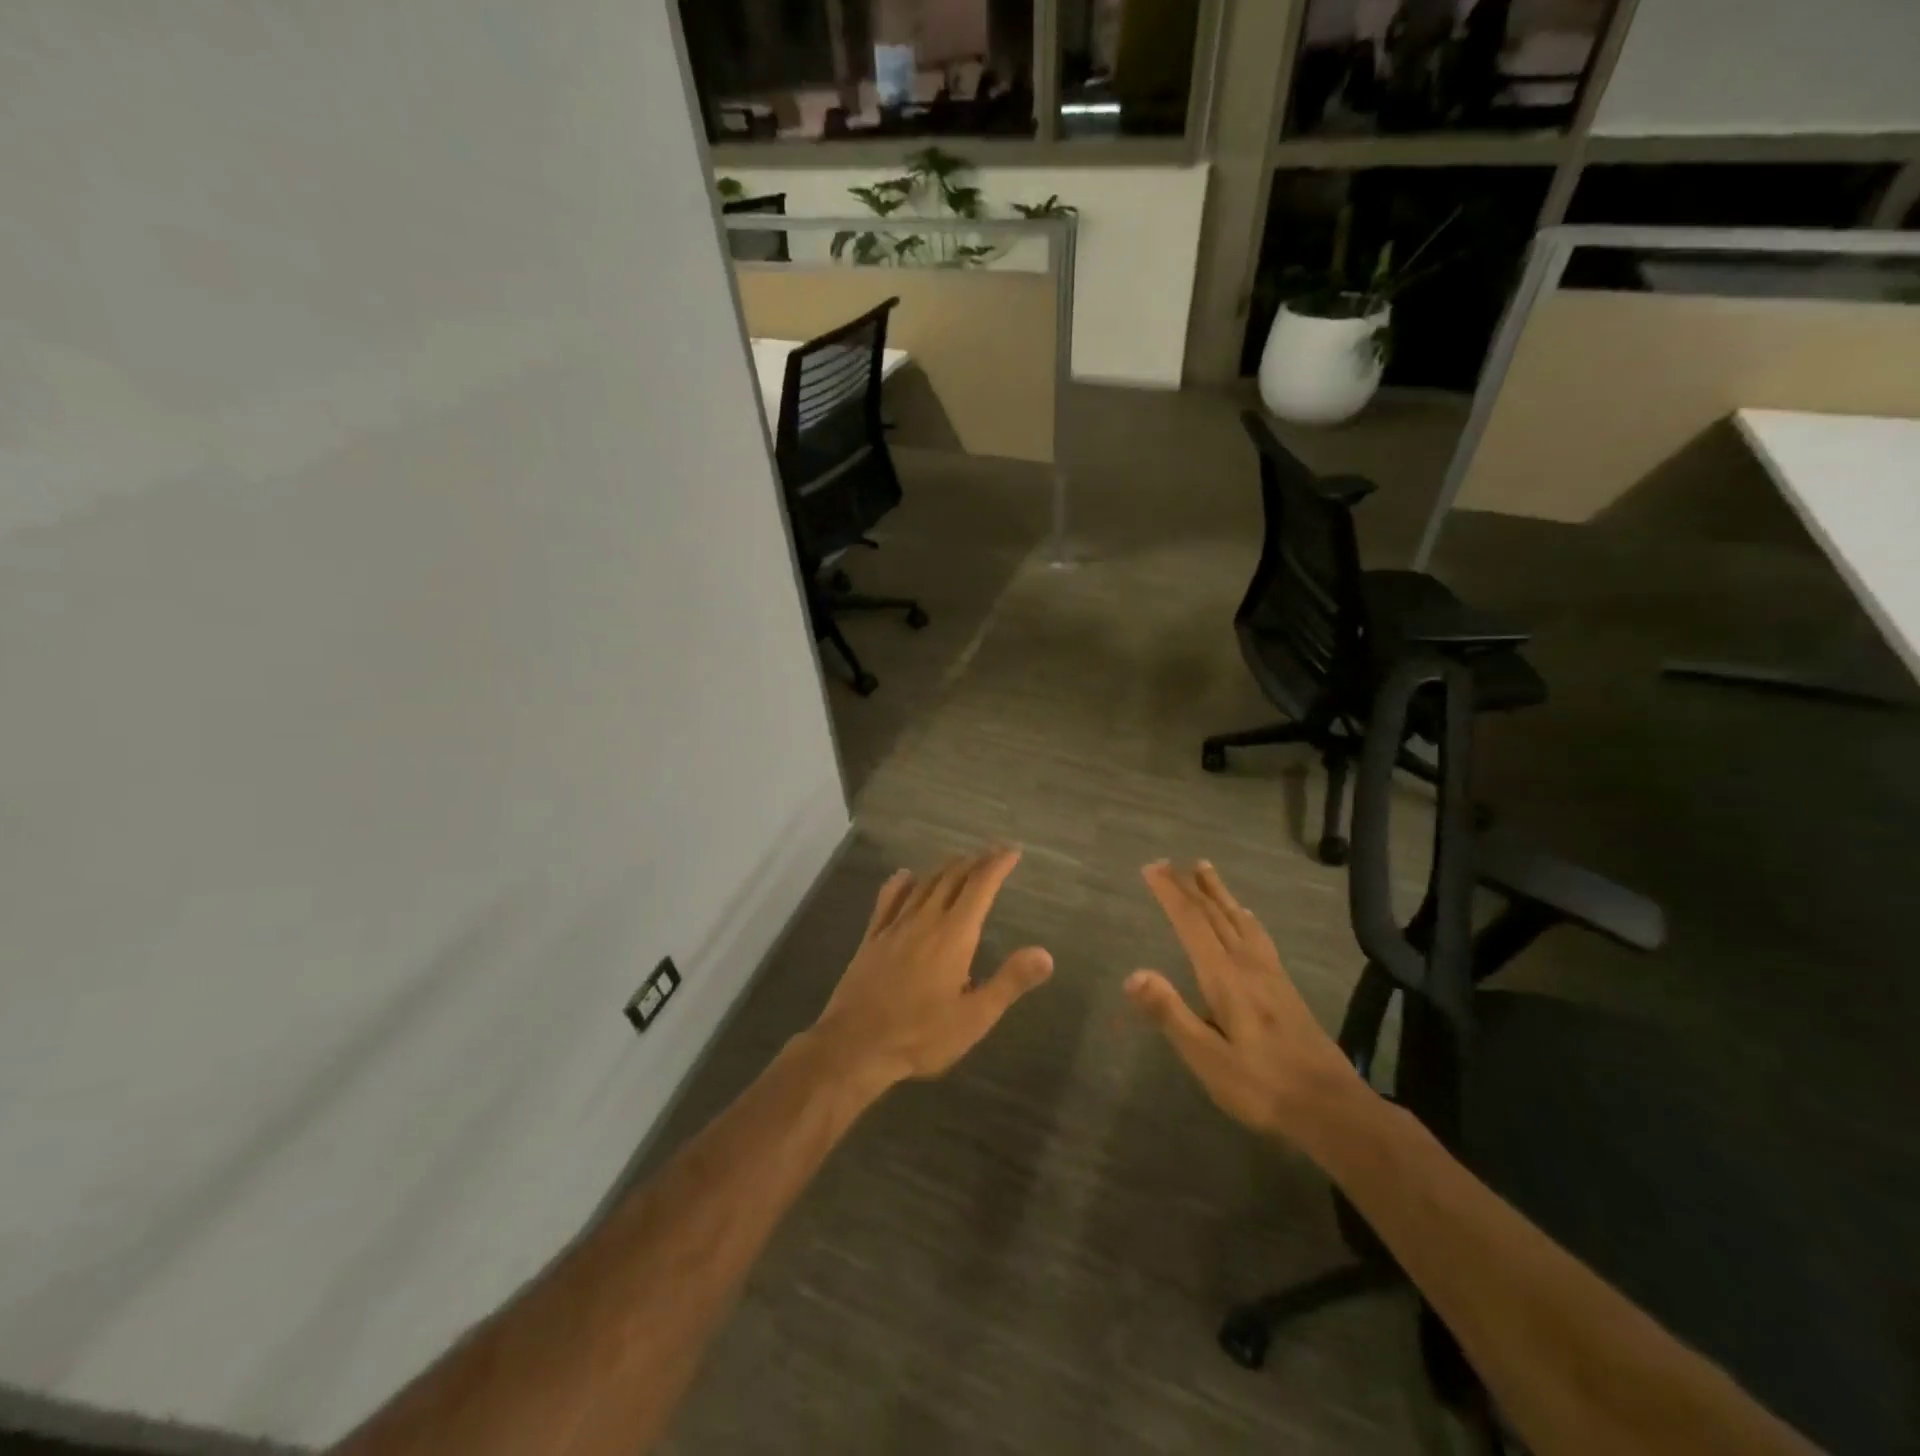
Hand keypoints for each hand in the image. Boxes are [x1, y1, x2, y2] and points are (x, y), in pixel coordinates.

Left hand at [810, 848, 1052, 1089]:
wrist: (855, 1045)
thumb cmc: (921, 1035)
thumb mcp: (974, 1017)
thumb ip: (1010, 981)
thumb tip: (1045, 954)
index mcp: (954, 935)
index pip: (980, 887)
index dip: (997, 865)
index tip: (1012, 851)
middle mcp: (925, 920)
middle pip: (952, 878)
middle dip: (975, 861)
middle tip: (992, 853)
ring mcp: (895, 926)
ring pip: (924, 884)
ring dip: (945, 868)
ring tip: (960, 861)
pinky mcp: (872, 938)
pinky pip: (888, 900)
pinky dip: (901, 883)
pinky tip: (905, 876)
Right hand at [1125, 860, 1362, 1141]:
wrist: (1333, 1108)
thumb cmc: (1262, 1086)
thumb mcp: (1207, 1058)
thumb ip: (1170, 1014)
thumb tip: (1133, 974)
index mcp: (1225, 978)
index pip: (1192, 924)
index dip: (1170, 894)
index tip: (1150, 868)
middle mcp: (1248, 965)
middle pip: (1215, 915)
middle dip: (1189, 887)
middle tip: (1168, 862)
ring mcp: (1270, 974)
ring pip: (1239, 920)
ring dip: (1218, 893)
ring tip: (1204, 869)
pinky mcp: (1285, 987)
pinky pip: (1258, 935)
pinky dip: (1243, 916)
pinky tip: (1247, 917)